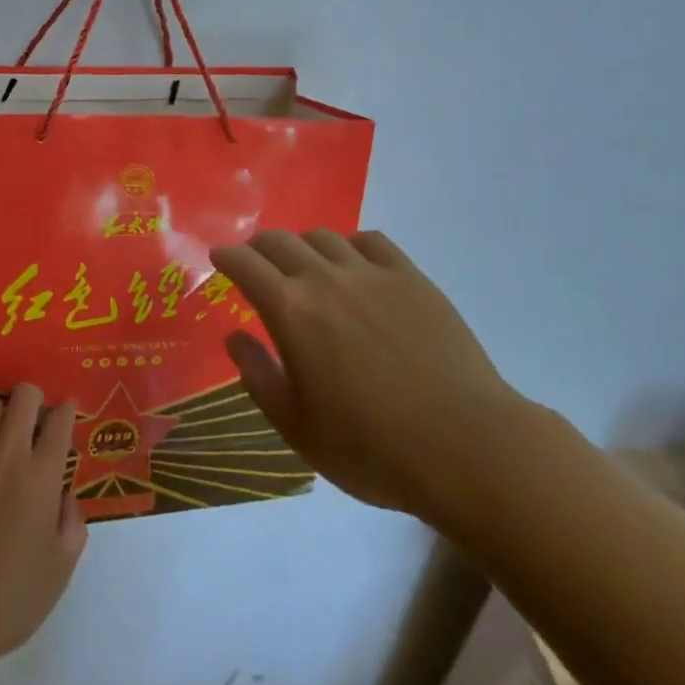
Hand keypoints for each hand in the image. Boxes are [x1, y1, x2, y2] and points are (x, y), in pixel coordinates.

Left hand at [0, 383, 86, 669]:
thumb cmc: (8, 599)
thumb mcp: (59, 571)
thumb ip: (72, 525)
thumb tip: (65, 497)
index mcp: (43, 475)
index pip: (60, 420)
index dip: (67, 409)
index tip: (67, 412)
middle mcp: (8, 454)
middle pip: (24, 395)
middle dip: (34, 399)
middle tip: (35, 420)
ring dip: (1, 416)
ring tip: (1, 437)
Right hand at [212, 230, 527, 525]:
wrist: (464, 446)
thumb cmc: (371, 447)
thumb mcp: (297, 427)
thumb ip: (258, 376)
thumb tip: (234, 336)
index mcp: (291, 309)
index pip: (245, 263)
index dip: (227, 256)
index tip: (219, 258)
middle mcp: (326, 277)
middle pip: (281, 240)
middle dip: (259, 246)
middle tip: (256, 262)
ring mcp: (372, 272)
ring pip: (324, 236)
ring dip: (303, 245)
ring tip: (305, 265)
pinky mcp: (411, 277)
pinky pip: (371, 241)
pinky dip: (350, 244)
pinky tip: (354, 263)